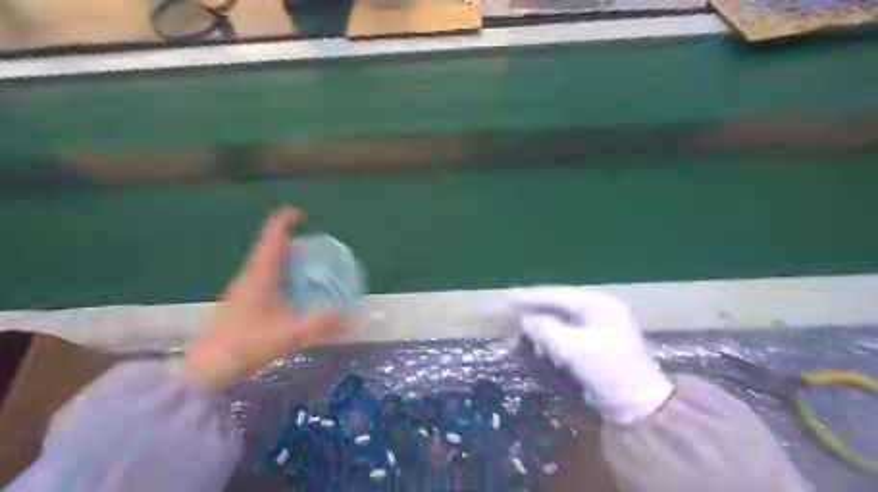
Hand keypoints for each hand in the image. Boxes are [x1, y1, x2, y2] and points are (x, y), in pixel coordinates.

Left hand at [185, 205, 342, 387]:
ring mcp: (241, 292)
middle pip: (268, 251)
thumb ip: (320, 324)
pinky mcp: (239, 306)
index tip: (298, 213)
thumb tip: (346, 315)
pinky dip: (278, 277)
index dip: (283, 223)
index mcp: (258, 276)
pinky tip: (288, 294)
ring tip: (304, 266)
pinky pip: (262, 280)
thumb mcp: (290, 334)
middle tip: (312, 247)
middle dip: (289, 243)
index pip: (271, 240)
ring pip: (264, 266)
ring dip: (282, 260)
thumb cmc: (247, 344)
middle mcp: (247, 279)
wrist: (206, 371)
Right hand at [516, 289, 674, 426]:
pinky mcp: (595, 342)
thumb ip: (545, 330)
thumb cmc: (608, 371)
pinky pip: (567, 332)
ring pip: (560, 319)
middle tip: (511, 319)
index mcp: (598, 304)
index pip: (557, 295)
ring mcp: (599, 325)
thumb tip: (524, 319)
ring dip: (542, 328)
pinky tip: (541, 347)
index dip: (531, 298)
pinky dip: (552, 339)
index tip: (508, 300)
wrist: (639, 406)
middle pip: (558, 305)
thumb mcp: (572, 349)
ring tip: (524, 336)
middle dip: (534, 313)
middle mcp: (599, 309)